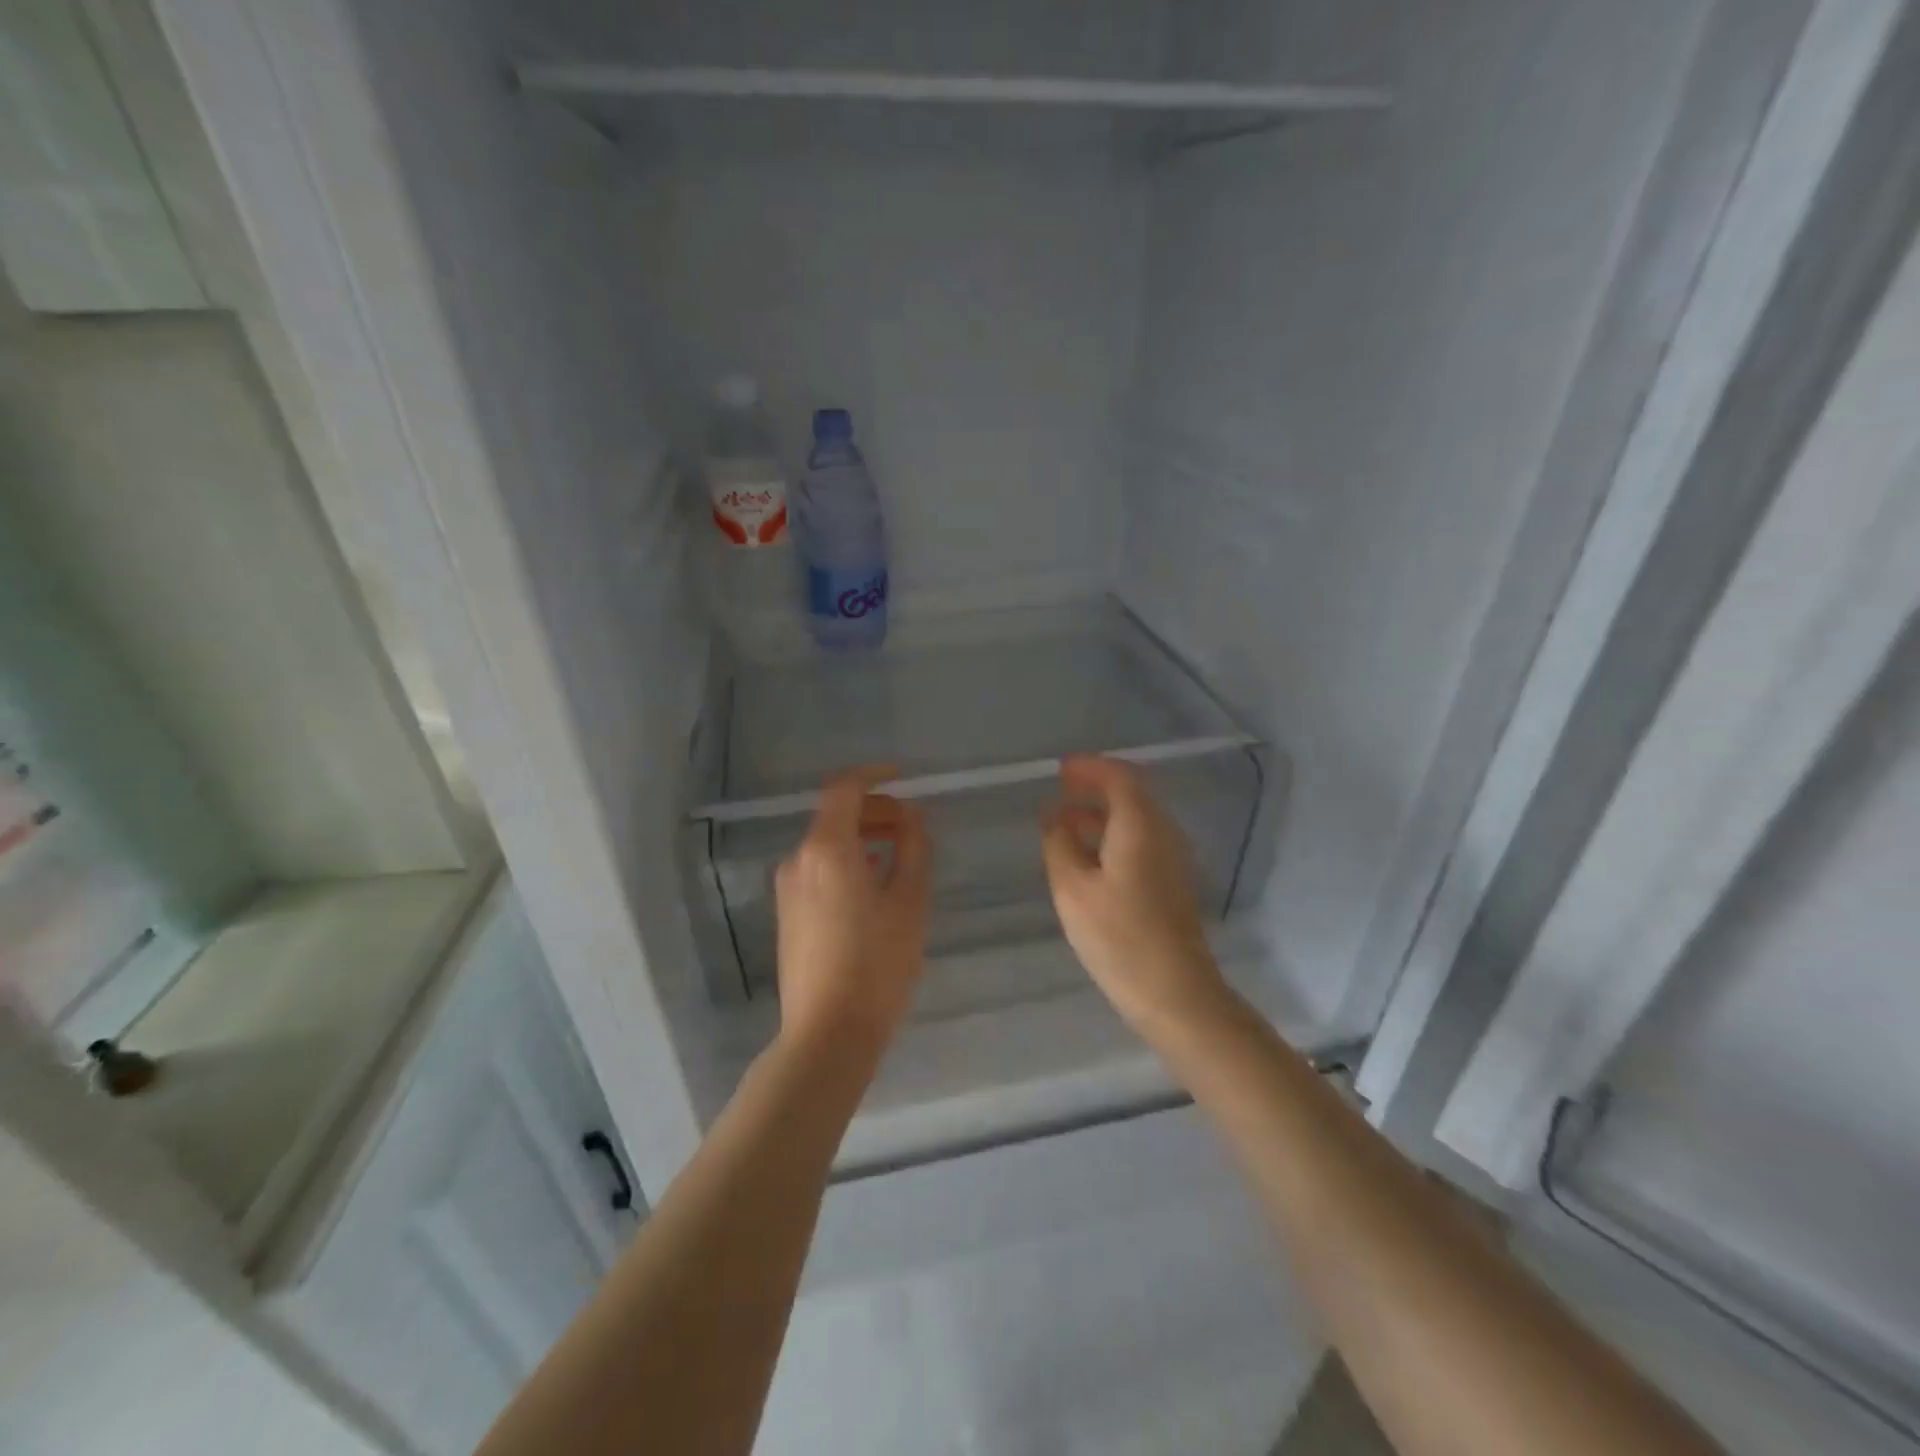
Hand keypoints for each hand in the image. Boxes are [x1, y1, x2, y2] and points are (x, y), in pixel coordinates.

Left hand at [774, 766, 930, 1054]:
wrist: (827, 1034)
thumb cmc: (877, 964)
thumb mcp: (910, 901)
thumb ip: (914, 848)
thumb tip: (912, 816)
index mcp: (827, 849)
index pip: (844, 788)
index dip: (875, 775)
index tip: (904, 778)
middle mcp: (799, 860)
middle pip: (835, 816)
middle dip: (875, 811)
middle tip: (913, 826)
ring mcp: (788, 889)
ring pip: (827, 844)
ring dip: (862, 838)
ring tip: (900, 857)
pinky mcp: (787, 915)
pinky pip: (819, 870)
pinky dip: (847, 862)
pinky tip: (874, 887)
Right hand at [1040, 755, 1232, 1045]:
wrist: (1175, 993)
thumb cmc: (1119, 937)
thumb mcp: (1073, 889)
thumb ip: (1059, 845)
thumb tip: (1054, 817)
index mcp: (1140, 826)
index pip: (1119, 777)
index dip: (1089, 768)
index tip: (1060, 770)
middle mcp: (1163, 833)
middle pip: (1132, 794)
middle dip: (1095, 788)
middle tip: (1059, 793)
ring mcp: (1173, 859)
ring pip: (1137, 819)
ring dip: (1102, 814)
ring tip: (1064, 825)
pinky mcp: (1172, 882)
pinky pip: (1142, 841)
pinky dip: (1113, 835)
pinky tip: (1088, 857)